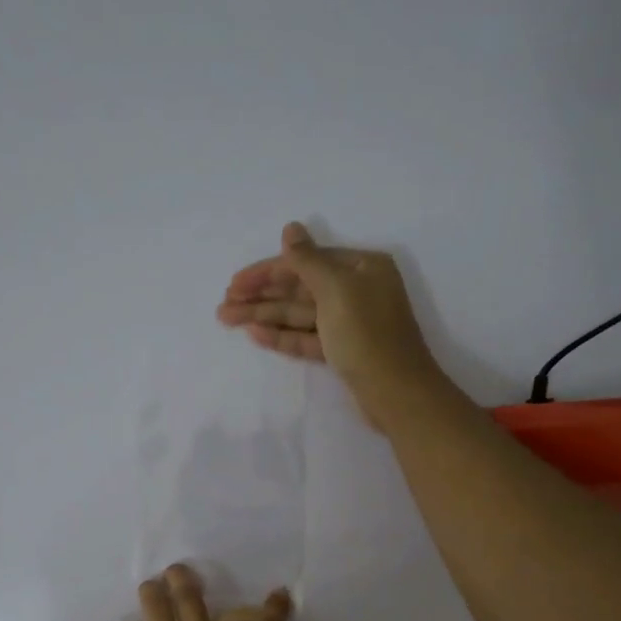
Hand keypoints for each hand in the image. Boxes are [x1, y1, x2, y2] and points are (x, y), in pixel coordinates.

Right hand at [217, 221, 449, 432]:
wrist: (396, 392)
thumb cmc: (367, 334)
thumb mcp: (336, 289)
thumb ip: (307, 260)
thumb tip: (290, 228)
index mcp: (361, 267)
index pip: (306, 262)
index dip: (267, 272)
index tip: (234, 283)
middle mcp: (356, 290)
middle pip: (299, 288)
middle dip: (261, 296)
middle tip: (224, 306)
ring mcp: (349, 322)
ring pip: (299, 314)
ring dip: (264, 316)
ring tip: (228, 320)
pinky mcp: (342, 351)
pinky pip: (307, 337)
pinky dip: (282, 336)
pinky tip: (255, 334)